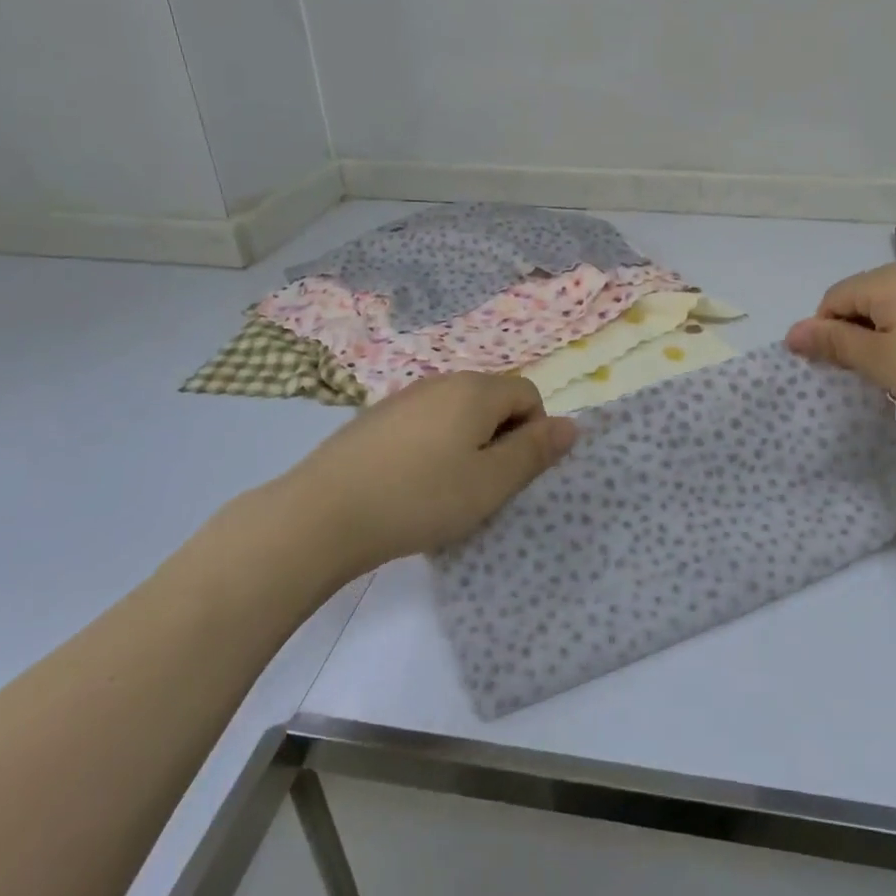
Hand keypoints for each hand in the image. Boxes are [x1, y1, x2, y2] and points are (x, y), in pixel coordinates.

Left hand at [261, 373, 576, 580]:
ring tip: (446, 489)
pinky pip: (424, 423)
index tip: (511, 474)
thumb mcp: (491, 483)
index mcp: (475, 390)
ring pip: (457, 413)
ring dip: (466, 444)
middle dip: (500, 438)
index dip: (533, 432)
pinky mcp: (375, 418)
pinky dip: (432, 447)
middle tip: (483, 485)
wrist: (322, 514)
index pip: (528, 394)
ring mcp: (403, 397)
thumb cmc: (420, 498)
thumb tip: (572, 424)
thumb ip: (535, 451)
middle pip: (492, 400)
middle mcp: (441, 381)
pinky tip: (410, 484)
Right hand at [785, 260, 895, 446]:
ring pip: (894, 309)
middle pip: (864, 300)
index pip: (834, 299)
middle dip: (855, 336)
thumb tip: (792, 332)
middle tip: (866, 378)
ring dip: (884, 340)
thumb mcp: (880, 362)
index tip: (836, 372)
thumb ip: (834, 343)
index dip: (824, 334)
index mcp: (888, 279)